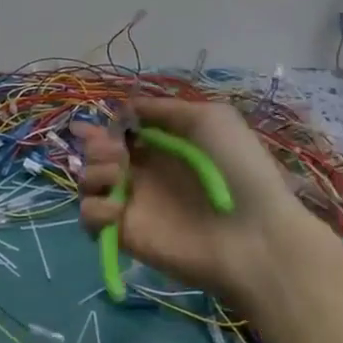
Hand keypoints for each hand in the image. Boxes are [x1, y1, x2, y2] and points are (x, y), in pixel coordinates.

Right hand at [75, 97, 309, 302]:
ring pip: (88, 180)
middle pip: (96, 152)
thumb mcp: (212, 118)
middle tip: (116, 151)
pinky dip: (94, 209)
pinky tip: (118, 209)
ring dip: (93, 171)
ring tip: (117, 175)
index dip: (111, 123)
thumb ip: (166, 108)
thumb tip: (127, 106)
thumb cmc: (238, 169)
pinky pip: (89, 217)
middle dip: (96, 144)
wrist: (254, 236)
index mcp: (163, 145)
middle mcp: (143, 172)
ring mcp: (132, 203)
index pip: (121, 130)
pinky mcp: (123, 233)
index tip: (114, 124)